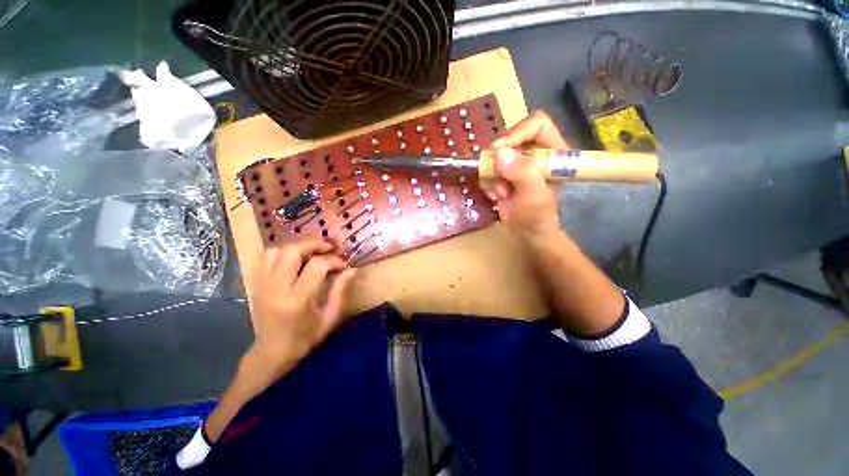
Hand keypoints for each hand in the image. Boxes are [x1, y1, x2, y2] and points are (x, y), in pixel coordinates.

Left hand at [248, 240, 356, 370]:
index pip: (317, 266)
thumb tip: (352, 269)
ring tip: (312, 253)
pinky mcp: (256, 284)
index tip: (343, 265)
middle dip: (314, 244)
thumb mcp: (330, 317)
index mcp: (298, 299)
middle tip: (329, 248)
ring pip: (277, 250)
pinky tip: (295, 259)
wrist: (272, 352)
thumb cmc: (306, 338)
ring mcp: (263, 284)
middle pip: (293, 251)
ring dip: (297, 247)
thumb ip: (340, 290)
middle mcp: (277, 288)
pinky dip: (282, 252)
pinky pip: (266, 257)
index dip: (334, 260)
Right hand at [481, 110, 566, 239]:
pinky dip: (488, 183)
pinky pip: (488, 168)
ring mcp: (517, 163)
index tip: (500, 151)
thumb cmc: (537, 216)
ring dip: (492, 175)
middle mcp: (534, 152)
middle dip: (498, 160)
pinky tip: (496, 196)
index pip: (537, 124)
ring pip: (494, 155)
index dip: (517, 132)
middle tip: (495, 176)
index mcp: (553, 150)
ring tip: (501, 193)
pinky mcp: (504, 173)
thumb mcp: (534, 196)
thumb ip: (522, 173)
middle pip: (510, 137)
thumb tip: (500, 153)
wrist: (526, 233)